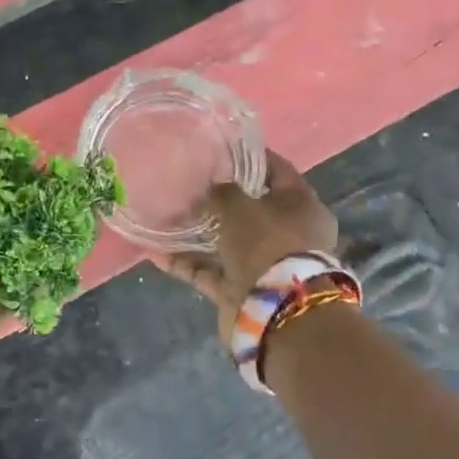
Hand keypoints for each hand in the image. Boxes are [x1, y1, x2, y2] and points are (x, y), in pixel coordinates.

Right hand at [155, 152, 337, 335]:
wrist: (276, 311)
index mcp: (302, 206)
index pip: (278, 171)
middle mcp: (288, 234)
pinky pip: (210, 270)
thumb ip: (222, 191)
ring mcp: (265, 264)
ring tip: (167, 215)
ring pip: (228, 241)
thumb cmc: (266, 243)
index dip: (252, 157)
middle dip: (222, 198)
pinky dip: (186, 263)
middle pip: (252, 209)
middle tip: (191, 182)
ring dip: (200, 232)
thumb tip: (213, 187)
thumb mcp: (240, 205)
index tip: (223, 147)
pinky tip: (155, 253)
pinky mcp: (242, 289)